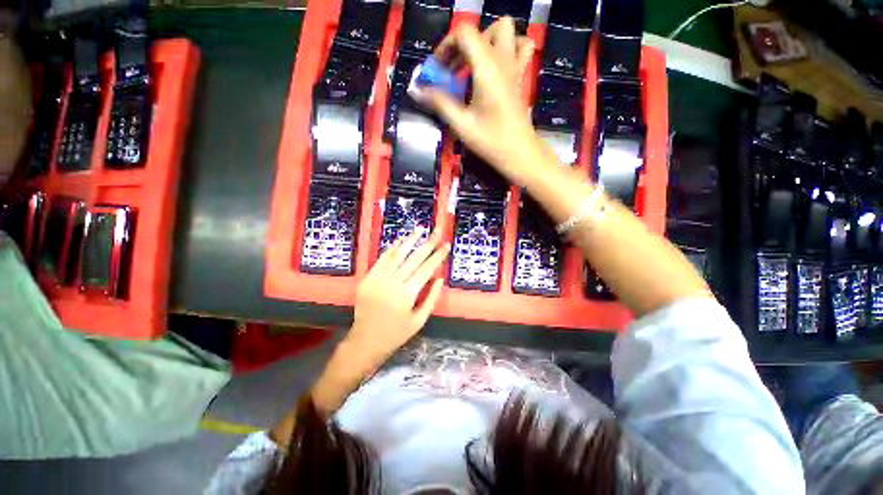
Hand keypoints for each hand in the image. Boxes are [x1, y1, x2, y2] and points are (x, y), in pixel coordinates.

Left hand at [347, 229, 449, 365]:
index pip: (427, 269)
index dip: (438, 256)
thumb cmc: (396, 333)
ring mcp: (379, 278)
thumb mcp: (419, 320)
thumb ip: (431, 298)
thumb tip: (440, 278)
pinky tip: (401, 240)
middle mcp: (393, 282)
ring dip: (411, 240)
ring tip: (421, 229)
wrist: (365, 340)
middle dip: (428, 243)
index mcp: (408, 294)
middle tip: (438, 230)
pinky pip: (382, 259)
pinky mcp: (368, 277)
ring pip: (398, 254)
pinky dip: (392, 248)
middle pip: (414, 258)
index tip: (446, 244)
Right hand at [418, 18, 541, 182]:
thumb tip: (417, 90)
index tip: (438, 70)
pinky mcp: (520, 77)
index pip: (464, 33)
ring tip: (473, 65)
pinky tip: (496, 67)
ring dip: (485, 42)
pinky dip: (507, 49)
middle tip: (453, 69)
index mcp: (487, 67)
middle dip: (463, 44)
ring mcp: (515, 67)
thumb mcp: (461, 124)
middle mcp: (503, 60)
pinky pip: (520, 48)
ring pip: (505, 32)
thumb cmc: (491, 141)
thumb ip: (439, 102)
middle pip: (483, 29)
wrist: (520, 153)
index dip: (446, 46)